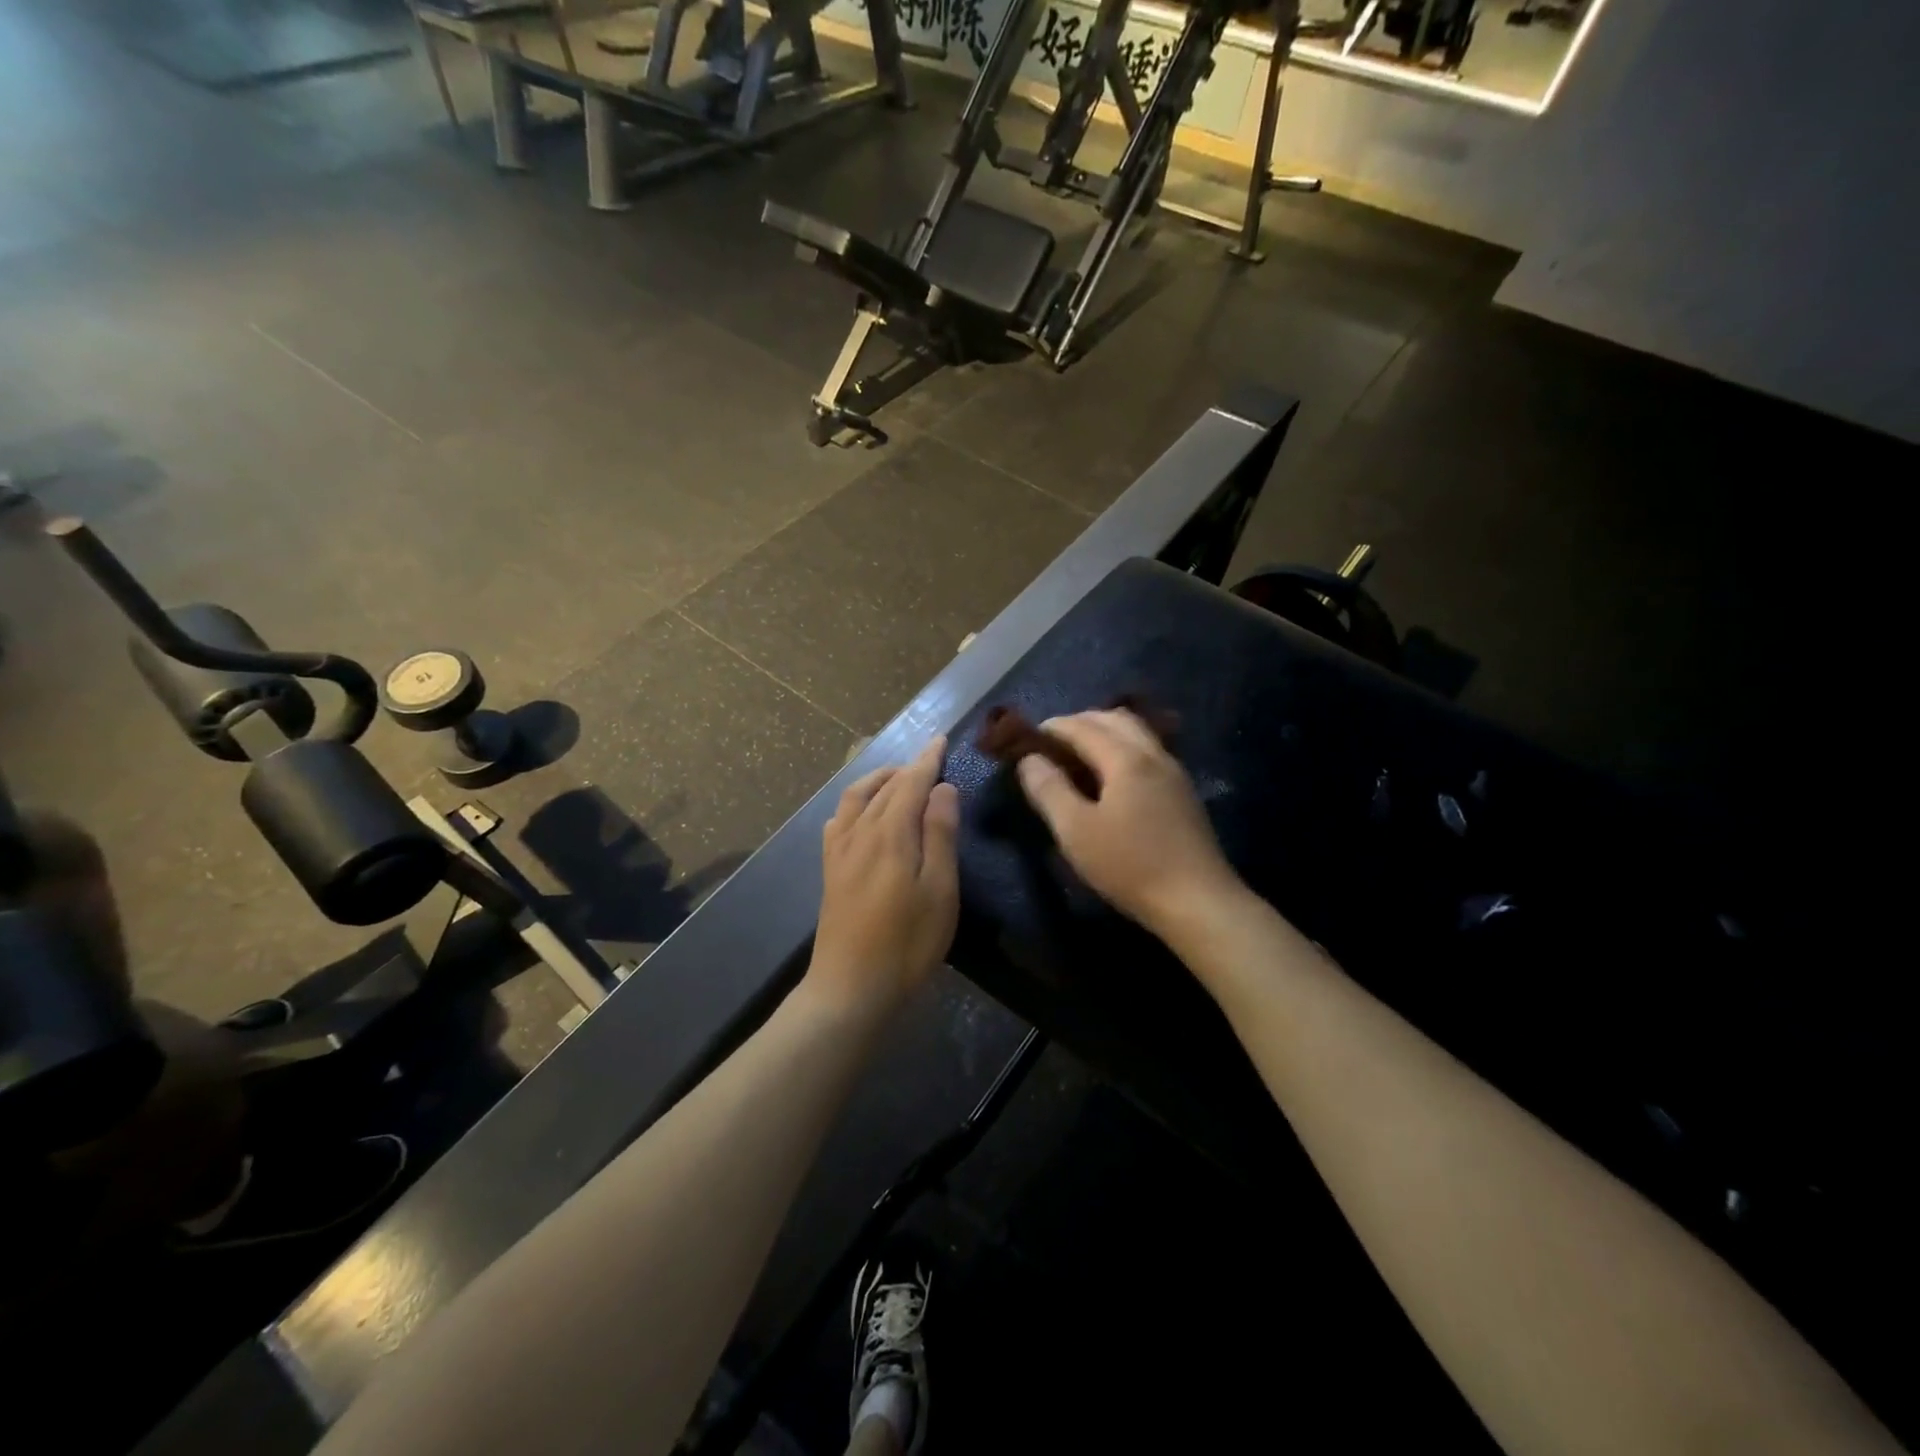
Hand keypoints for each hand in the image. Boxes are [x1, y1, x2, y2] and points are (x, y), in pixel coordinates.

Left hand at [809, 739, 959, 1010]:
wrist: (851, 988)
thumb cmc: (907, 943)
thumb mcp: (939, 891)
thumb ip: (940, 835)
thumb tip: (942, 788)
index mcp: (891, 834)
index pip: (910, 782)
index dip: (927, 760)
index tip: (941, 739)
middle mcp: (860, 832)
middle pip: (884, 787)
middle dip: (907, 767)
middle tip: (930, 758)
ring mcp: (840, 851)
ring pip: (856, 798)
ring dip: (879, 780)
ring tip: (899, 778)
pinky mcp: (830, 870)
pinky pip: (839, 820)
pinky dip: (855, 802)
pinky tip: (862, 813)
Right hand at [1016, 708, 1238, 934]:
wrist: (1198, 902)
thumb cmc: (1130, 865)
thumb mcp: (1076, 831)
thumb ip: (1049, 790)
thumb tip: (1029, 759)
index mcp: (1125, 758)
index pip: (1082, 726)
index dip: (1052, 728)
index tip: (1027, 738)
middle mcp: (1153, 754)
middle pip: (1114, 719)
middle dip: (1080, 722)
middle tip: (1052, 743)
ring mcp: (1173, 772)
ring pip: (1136, 733)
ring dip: (1104, 733)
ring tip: (1078, 756)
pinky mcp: (1182, 793)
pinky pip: (1148, 751)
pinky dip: (1122, 749)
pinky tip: (1111, 777)